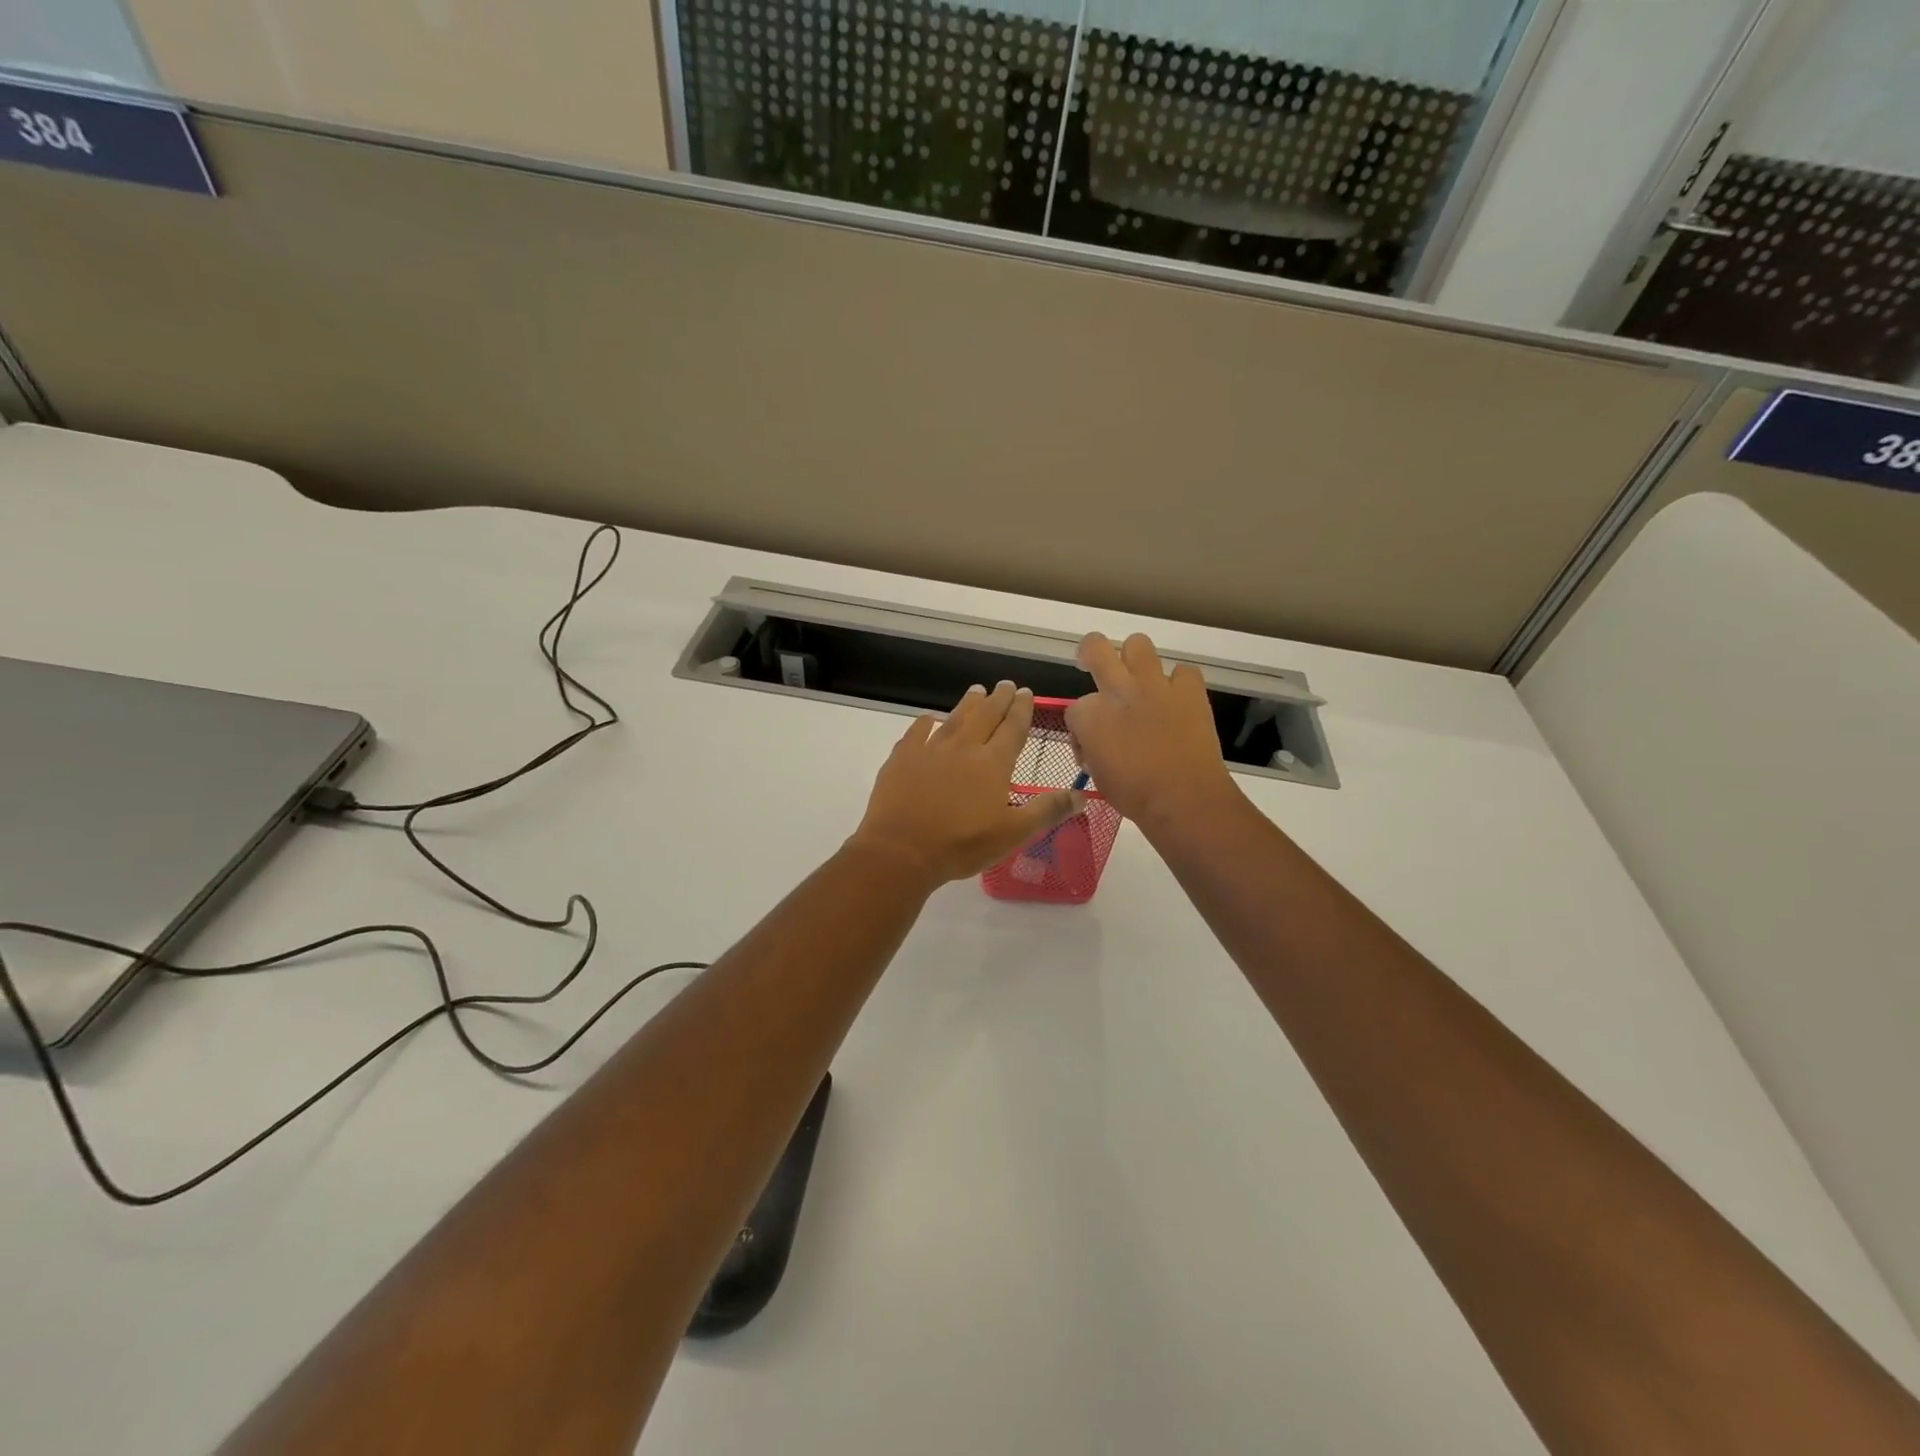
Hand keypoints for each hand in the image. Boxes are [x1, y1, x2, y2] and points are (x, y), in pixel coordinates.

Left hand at [851, 682, 1083, 885]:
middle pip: (985, 716)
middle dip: (998, 699)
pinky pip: (916, 733)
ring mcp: (930, 750)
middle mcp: (964, 748)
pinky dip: (924, 723)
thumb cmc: (962, 844)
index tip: (1026, 692)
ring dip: (968, 704)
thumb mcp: (1014, 833)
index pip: (1013, 729)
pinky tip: (929, 718)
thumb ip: (1047, 810)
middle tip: (1006, 684)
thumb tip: (1082, 795)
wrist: (902, 850)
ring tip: (977, 690)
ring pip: (954, 719)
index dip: (1022, 710)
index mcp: (993, 764)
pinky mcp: (902, 759)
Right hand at [1065, 633, 1234, 829]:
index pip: (1074, 707)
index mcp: (1090, 715)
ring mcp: (1155, 685)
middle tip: (1093, 663)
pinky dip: (1179, 683)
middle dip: (1090, 652)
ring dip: (1135, 658)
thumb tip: (1097, 742)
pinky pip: (1183, 671)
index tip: (1090, 745)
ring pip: (1138, 644)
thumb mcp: (1097, 774)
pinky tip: (1177, 700)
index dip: (1080, 727)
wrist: (1183, 798)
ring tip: (1139, 677)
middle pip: (1095, 647)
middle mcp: (1118, 690)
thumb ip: (1092, 748)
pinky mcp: (1189, 690)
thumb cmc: (1134, 795)